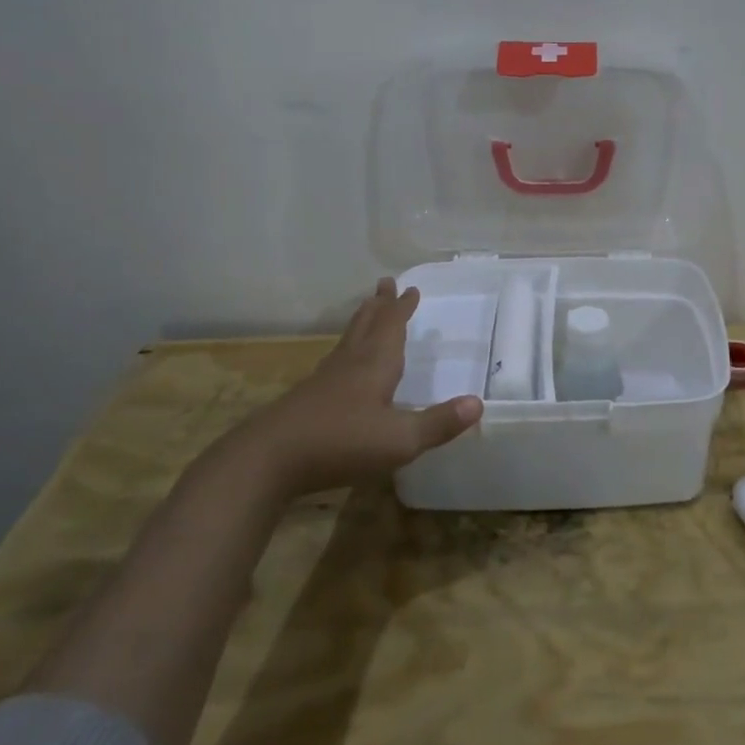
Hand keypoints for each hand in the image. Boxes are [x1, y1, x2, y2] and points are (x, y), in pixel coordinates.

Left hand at [236, 279, 482, 495]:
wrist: (267, 461)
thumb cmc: (340, 443)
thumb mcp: (399, 439)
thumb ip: (439, 423)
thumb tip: (478, 403)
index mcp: (374, 365)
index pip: (392, 327)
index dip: (402, 308)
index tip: (410, 288)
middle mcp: (349, 364)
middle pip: (366, 326)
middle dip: (379, 306)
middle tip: (384, 283)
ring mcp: (324, 381)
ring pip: (348, 342)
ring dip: (361, 322)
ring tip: (366, 310)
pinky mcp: (307, 400)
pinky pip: (335, 362)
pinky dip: (345, 350)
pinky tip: (341, 365)